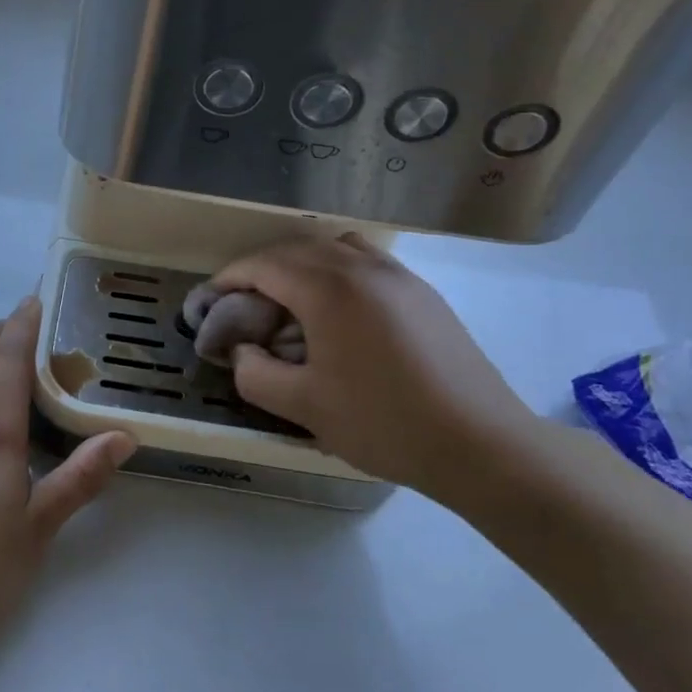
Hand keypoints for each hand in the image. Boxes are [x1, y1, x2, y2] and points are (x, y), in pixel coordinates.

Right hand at [211, 236, 540, 502]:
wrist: (480, 443)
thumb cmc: (384, 422)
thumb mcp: (304, 406)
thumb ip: (255, 373)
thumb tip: (241, 351)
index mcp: (329, 289)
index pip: (264, 265)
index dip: (230, 278)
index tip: (211, 301)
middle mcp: (363, 267)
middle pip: (297, 249)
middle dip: (262, 270)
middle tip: (244, 306)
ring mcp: (399, 276)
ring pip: (335, 248)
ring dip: (302, 265)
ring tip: (291, 304)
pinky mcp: (423, 293)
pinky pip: (367, 262)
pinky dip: (338, 272)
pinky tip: (339, 314)